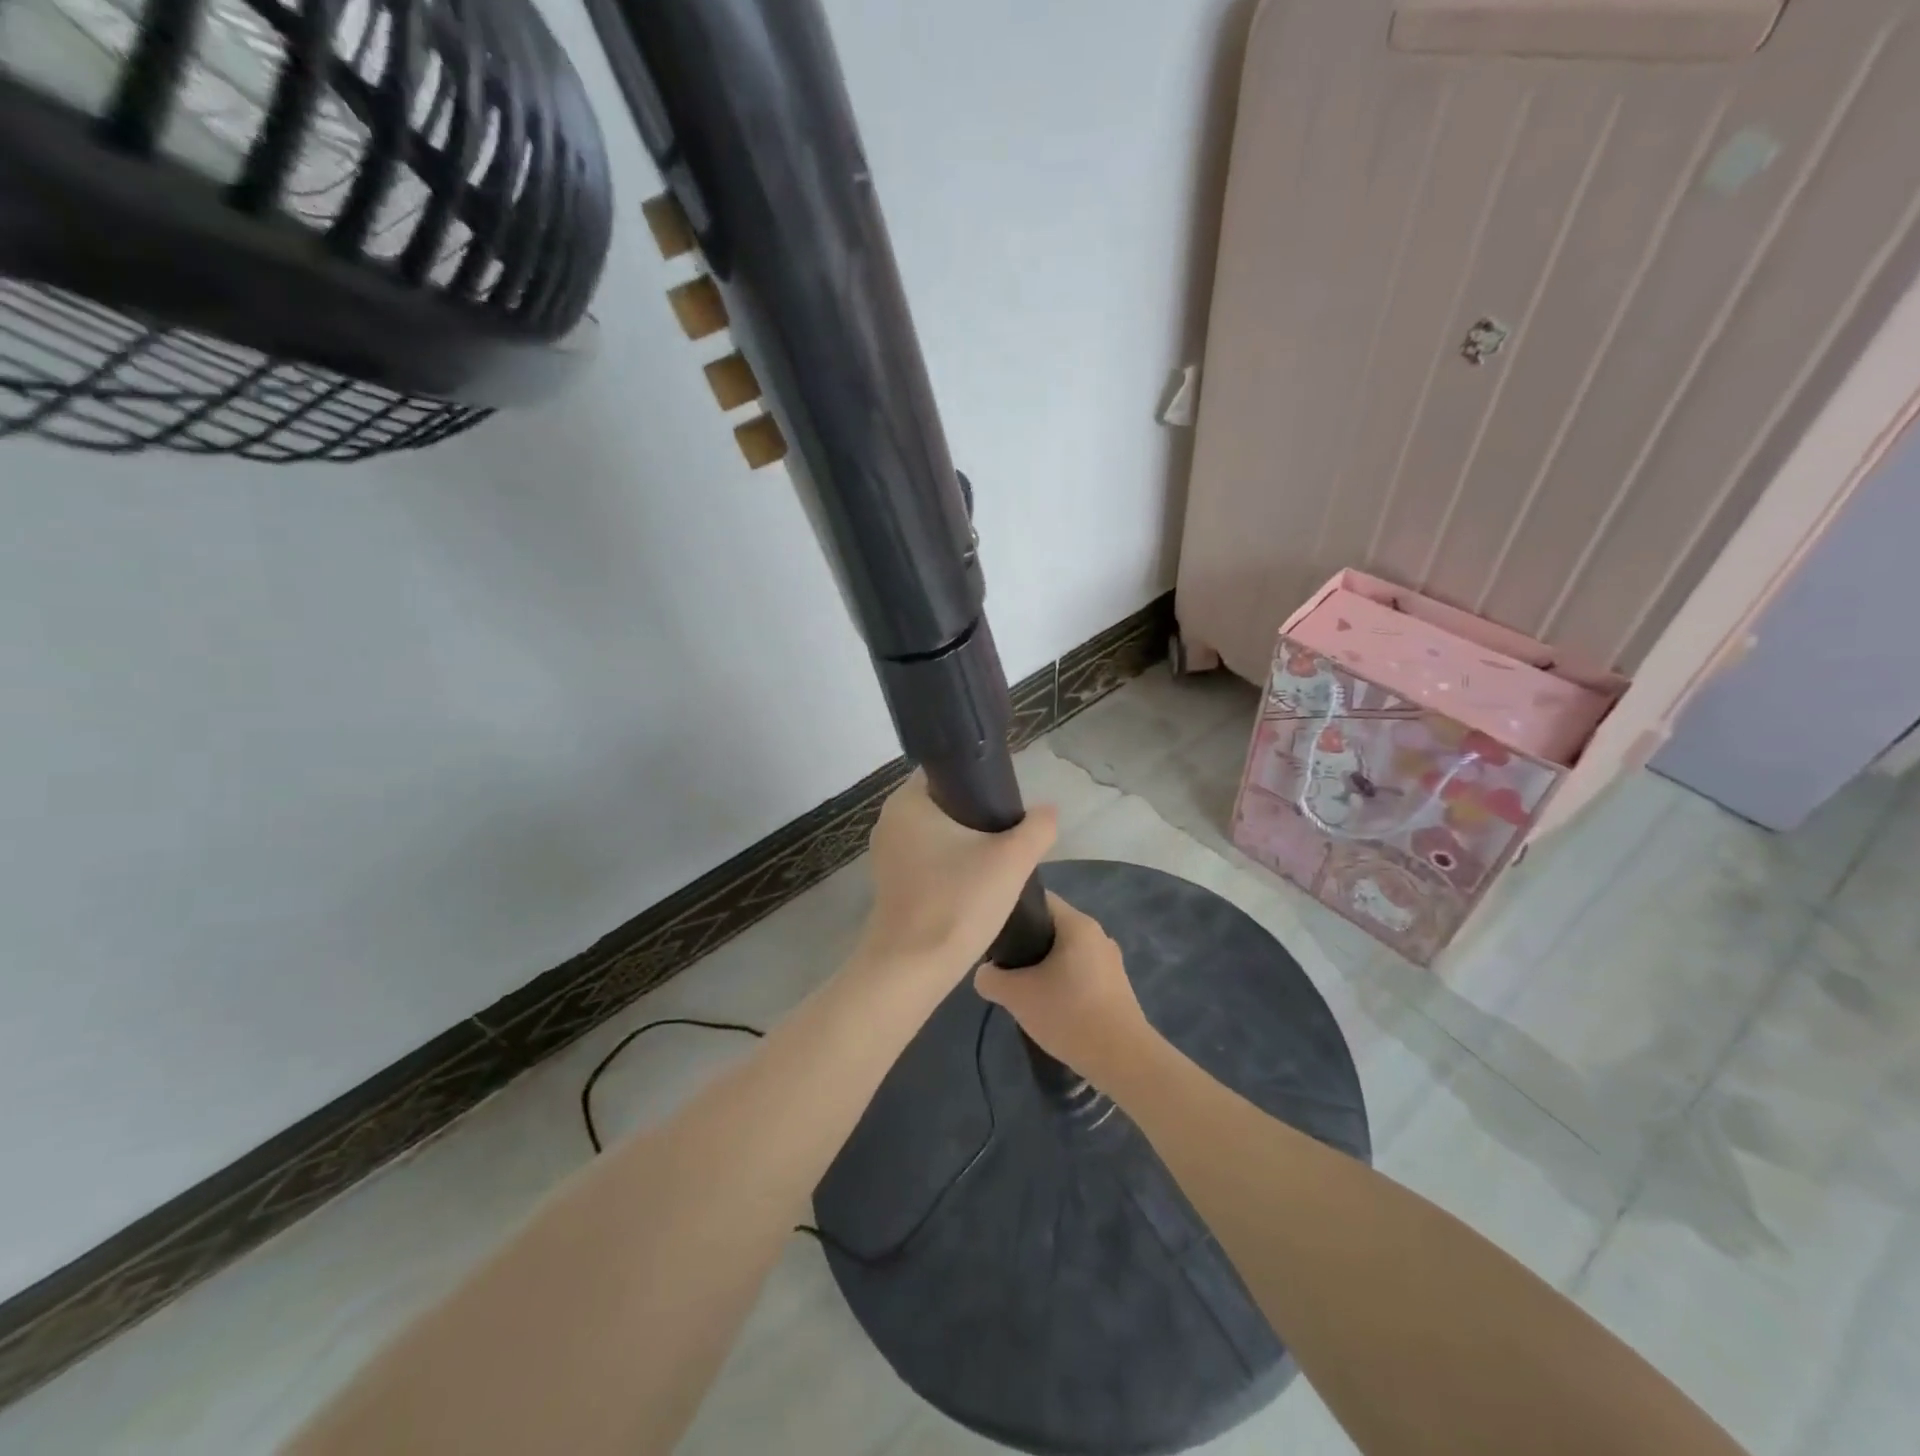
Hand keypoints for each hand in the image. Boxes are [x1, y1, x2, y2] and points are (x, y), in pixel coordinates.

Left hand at [857, 772, 1057, 982]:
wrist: (912, 969)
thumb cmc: (957, 902)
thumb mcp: (1011, 860)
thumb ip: (1037, 828)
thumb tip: (1047, 811)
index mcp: (907, 801)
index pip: (948, 771)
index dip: (981, 781)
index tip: (1009, 802)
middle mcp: (890, 820)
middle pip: (944, 803)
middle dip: (978, 816)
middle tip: (1010, 835)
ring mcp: (886, 854)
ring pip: (937, 834)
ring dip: (966, 843)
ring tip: (998, 861)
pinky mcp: (890, 883)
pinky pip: (927, 860)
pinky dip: (951, 866)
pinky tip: (975, 885)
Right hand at [974, 893, 1153, 1090]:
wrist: (1123, 1059)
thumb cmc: (1069, 1014)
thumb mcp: (1016, 996)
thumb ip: (990, 978)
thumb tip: (986, 973)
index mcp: (1078, 924)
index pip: (1039, 900)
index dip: (1013, 912)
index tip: (995, 934)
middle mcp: (1098, 934)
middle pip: (1052, 928)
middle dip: (1027, 945)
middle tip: (1005, 967)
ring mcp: (1110, 961)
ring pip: (1066, 953)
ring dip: (1044, 967)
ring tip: (1025, 991)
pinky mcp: (1116, 986)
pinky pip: (1081, 973)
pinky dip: (1063, 984)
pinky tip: (1051, 1008)